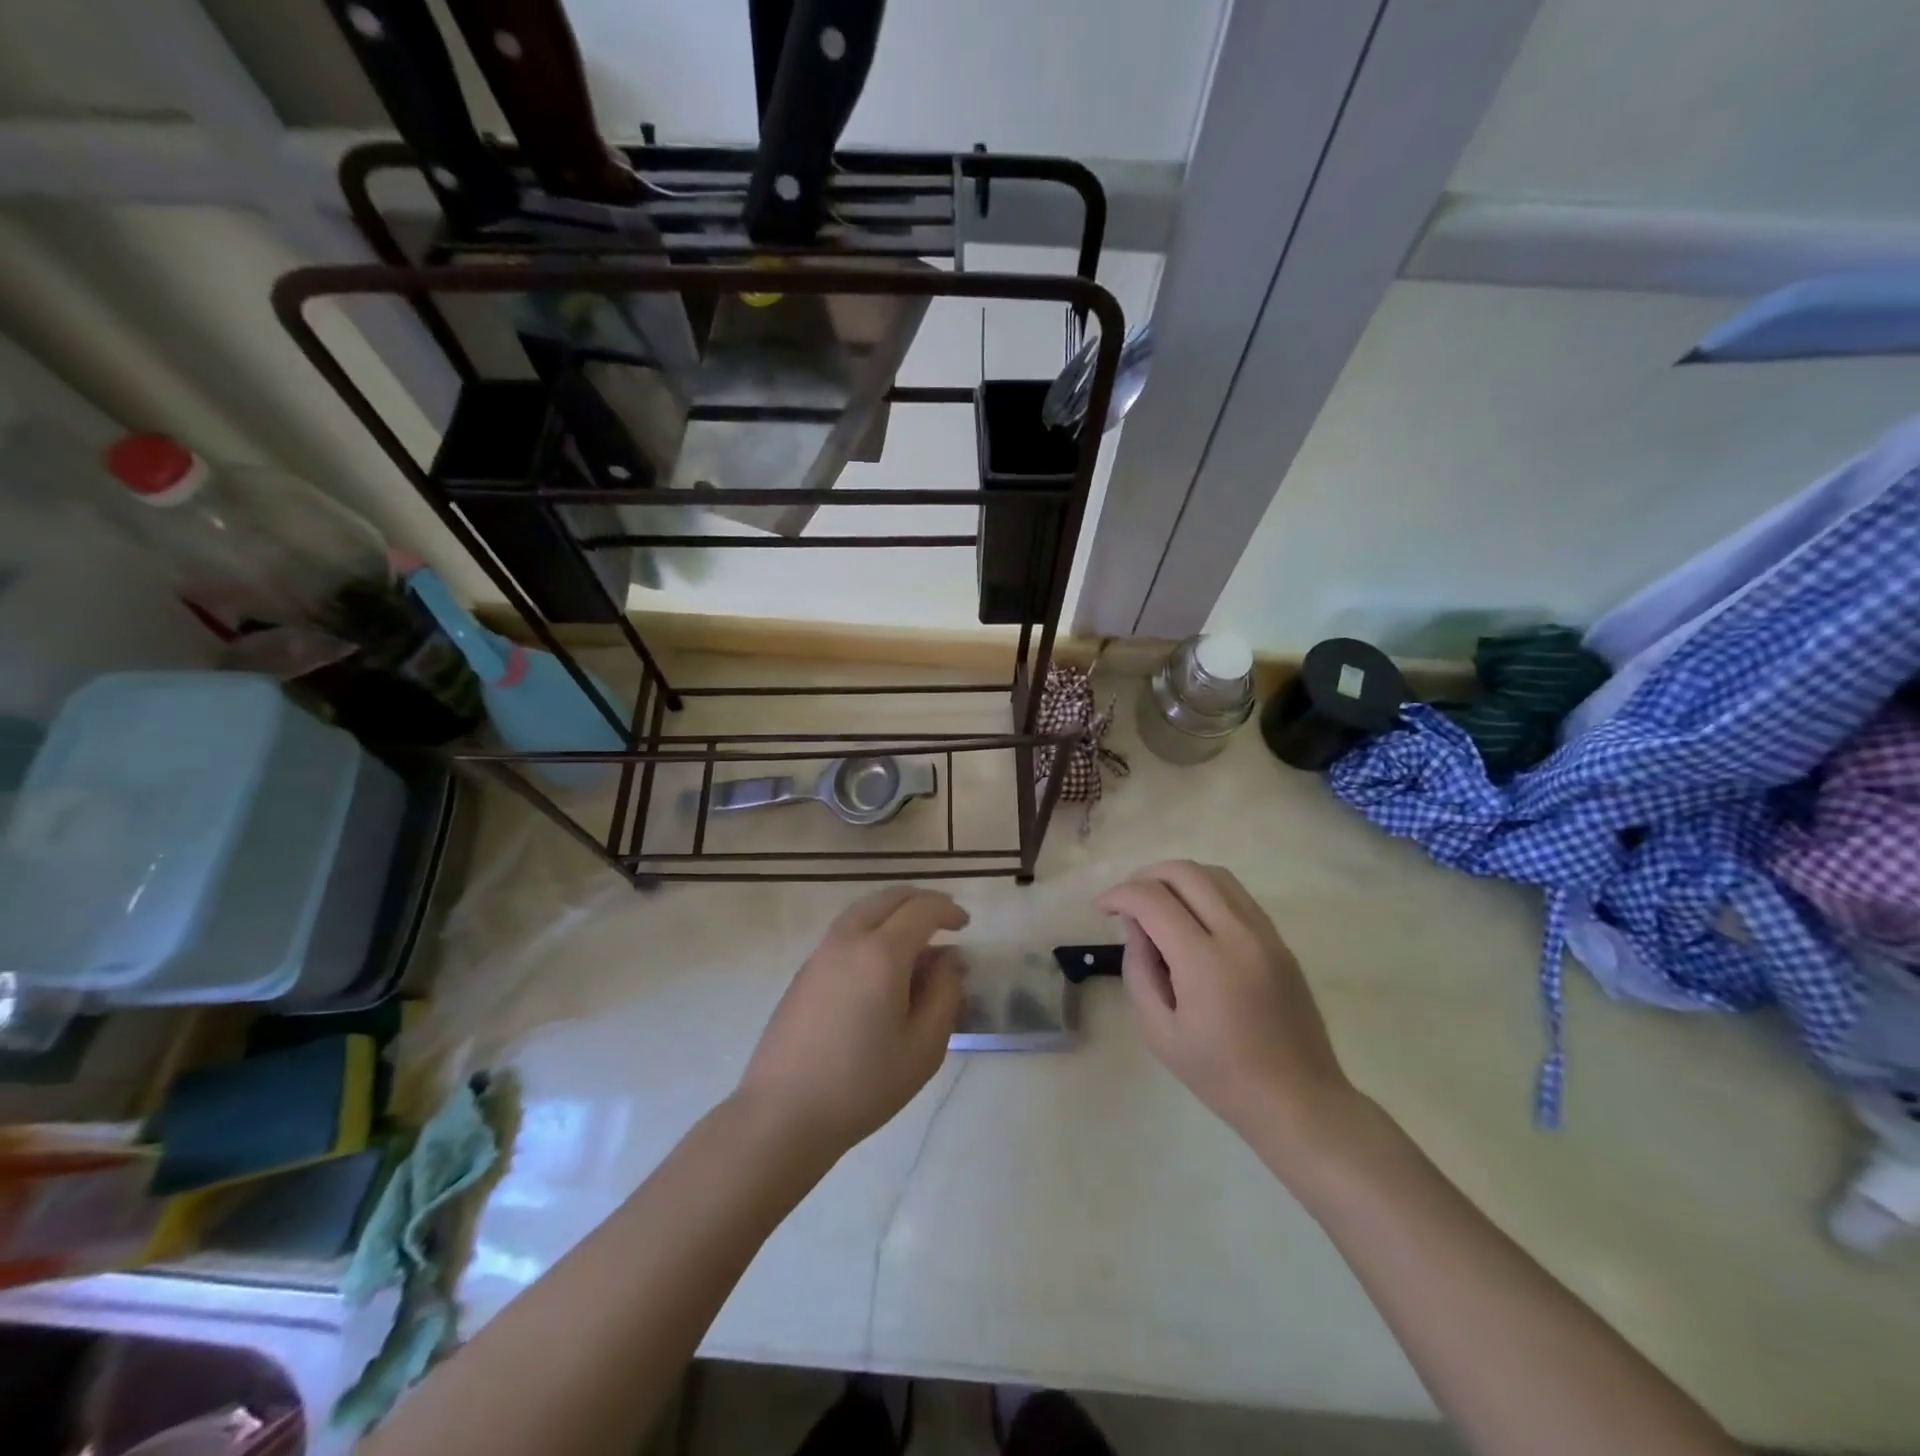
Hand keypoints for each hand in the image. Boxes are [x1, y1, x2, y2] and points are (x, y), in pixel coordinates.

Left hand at [736, 886, 967, 1155]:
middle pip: (888, 899)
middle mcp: (848, 940)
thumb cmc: (863, 1084)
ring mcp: (821, 953)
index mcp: (881, 953)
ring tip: (914, 936)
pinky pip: (845, 931)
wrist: (784, 1113)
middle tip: (943, 918)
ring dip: (893, 911)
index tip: (965, 925)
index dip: (947, 910)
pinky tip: (881, 962)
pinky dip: (871, 928)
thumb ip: (944, 994)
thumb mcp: (923, 1047)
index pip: (921, 910)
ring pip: (862, 911)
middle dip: (920, 901)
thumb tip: (949, 958)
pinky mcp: (804, 971)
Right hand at [1096, 861, 1359, 1157]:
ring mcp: (1265, 933)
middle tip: (1127, 902)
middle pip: (1184, 872)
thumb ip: (1138, 970)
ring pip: (1214, 874)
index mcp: (1204, 961)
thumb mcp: (1158, 1032)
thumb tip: (1136, 927)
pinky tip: (1192, 919)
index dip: (1119, 895)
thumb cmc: (1220, 1075)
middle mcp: (1238, 934)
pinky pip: (1237, 895)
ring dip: (1177, 879)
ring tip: (1157, 905)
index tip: (1102, 909)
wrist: (1298, 1100)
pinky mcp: (1280, 940)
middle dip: (1145, 876)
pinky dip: (1205, 892)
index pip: (1152, 899)